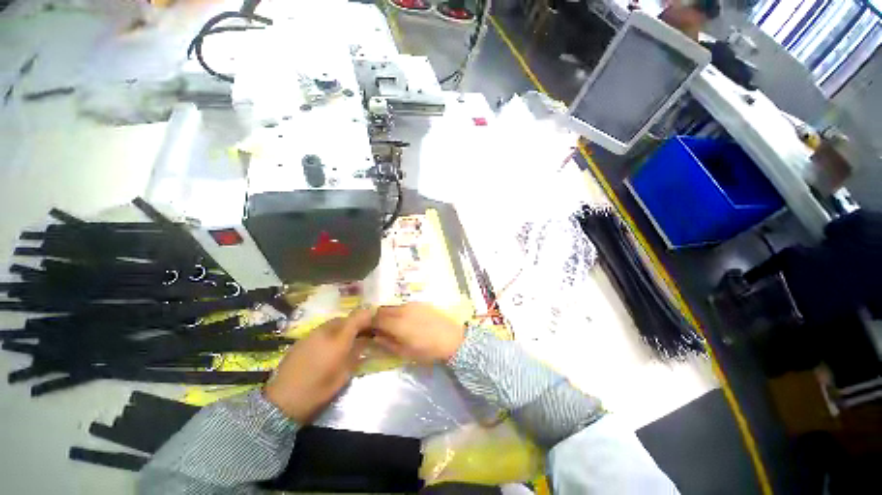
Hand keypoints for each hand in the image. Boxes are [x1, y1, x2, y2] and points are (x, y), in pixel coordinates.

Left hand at [264, 309, 371, 422]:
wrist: (282, 400)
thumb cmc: (318, 390)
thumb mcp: (344, 375)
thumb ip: (356, 353)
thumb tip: (365, 340)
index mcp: (338, 339)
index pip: (358, 317)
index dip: (368, 316)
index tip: (375, 323)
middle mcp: (325, 331)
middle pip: (345, 318)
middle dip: (355, 323)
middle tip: (361, 335)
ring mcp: (311, 334)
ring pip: (332, 323)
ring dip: (342, 328)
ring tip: (344, 342)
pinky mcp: (301, 339)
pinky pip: (321, 330)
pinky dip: (329, 334)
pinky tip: (327, 348)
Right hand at [371, 302, 465, 363]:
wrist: (452, 338)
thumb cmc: (428, 350)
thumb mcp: (405, 352)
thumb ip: (387, 343)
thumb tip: (375, 337)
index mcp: (397, 323)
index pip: (375, 318)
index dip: (369, 324)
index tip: (368, 331)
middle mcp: (402, 310)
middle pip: (383, 309)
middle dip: (377, 318)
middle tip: (379, 329)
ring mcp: (412, 305)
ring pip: (393, 306)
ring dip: (388, 314)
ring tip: (393, 325)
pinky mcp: (421, 303)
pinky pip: (404, 305)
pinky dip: (399, 311)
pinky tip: (406, 320)